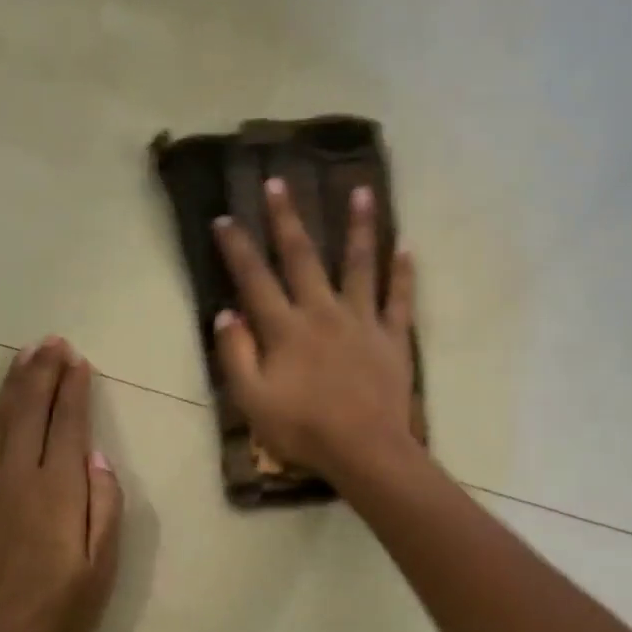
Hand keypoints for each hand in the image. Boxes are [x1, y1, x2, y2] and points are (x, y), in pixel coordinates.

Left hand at [0, 338, 122, 631]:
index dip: (74, 389)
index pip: (69, 424)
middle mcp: (20, 477)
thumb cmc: (59, 610)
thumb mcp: (102, 567)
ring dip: (12, 384)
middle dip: (43, 372)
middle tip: (52, 342)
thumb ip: (105, 507)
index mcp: (60, 491)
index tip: (78, 360)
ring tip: (24, 355)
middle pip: (32, 411)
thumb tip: (99, 458)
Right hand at [213, 179, 419, 483]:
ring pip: (359, 265)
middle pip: (303, 258)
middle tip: (280, 182)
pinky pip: (399, 299)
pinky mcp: (393, 338)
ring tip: (362, 191)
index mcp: (286, 329)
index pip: (255, 279)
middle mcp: (323, 312)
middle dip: (288, 219)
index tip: (225, 218)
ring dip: (359, 227)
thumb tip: (226, 313)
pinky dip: (402, 273)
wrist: (364, 450)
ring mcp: (362, 322)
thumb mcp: (252, 401)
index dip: (237, 248)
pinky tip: (406, 247)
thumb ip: (236, 355)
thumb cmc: (303, 430)